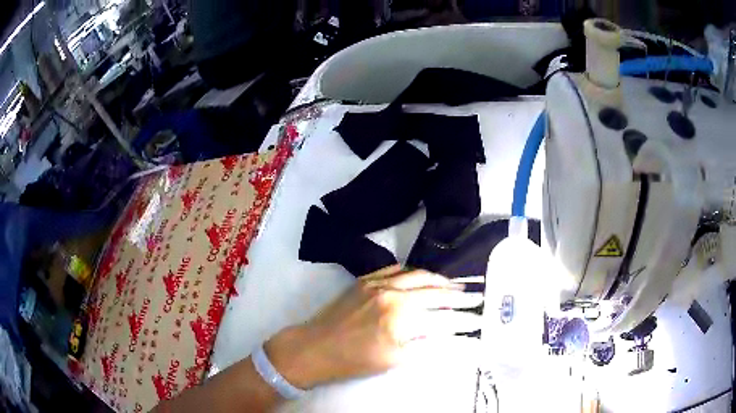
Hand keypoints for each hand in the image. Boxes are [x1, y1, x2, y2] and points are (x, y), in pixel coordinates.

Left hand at [265, 265, 482, 388]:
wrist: (313, 347)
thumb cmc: (353, 361)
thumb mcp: (393, 360)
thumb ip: (424, 345)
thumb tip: (447, 334)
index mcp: (400, 318)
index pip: (442, 316)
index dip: (464, 318)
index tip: (479, 317)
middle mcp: (392, 294)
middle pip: (434, 290)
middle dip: (458, 294)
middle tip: (474, 295)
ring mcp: (377, 283)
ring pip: (417, 274)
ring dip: (438, 279)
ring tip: (453, 284)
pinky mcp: (365, 280)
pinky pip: (395, 269)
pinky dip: (413, 272)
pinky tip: (422, 276)